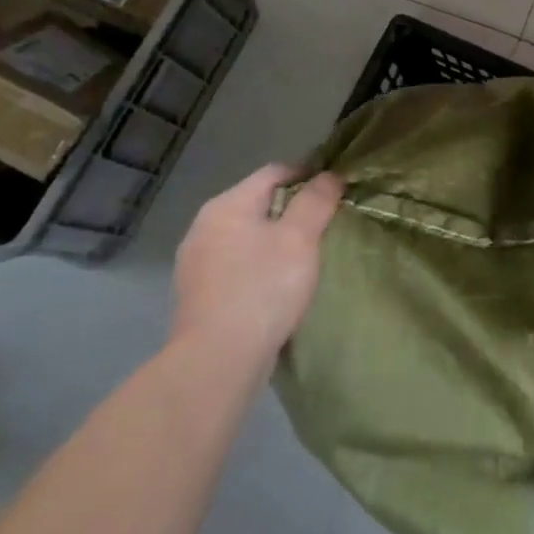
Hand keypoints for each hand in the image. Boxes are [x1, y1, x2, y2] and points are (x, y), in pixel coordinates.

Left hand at [172, 163, 344, 364]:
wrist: (217, 361)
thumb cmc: (263, 288)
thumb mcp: (300, 238)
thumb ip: (316, 200)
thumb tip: (329, 175)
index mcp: (227, 205)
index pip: (274, 172)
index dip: (309, 175)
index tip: (336, 192)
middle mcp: (204, 226)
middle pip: (259, 203)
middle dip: (293, 209)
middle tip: (325, 227)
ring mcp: (196, 262)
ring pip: (247, 236)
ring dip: (275, 240)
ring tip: (305, 258)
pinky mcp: (198, 294)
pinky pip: (237, 265)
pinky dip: (259, 266)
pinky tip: (277, 286)